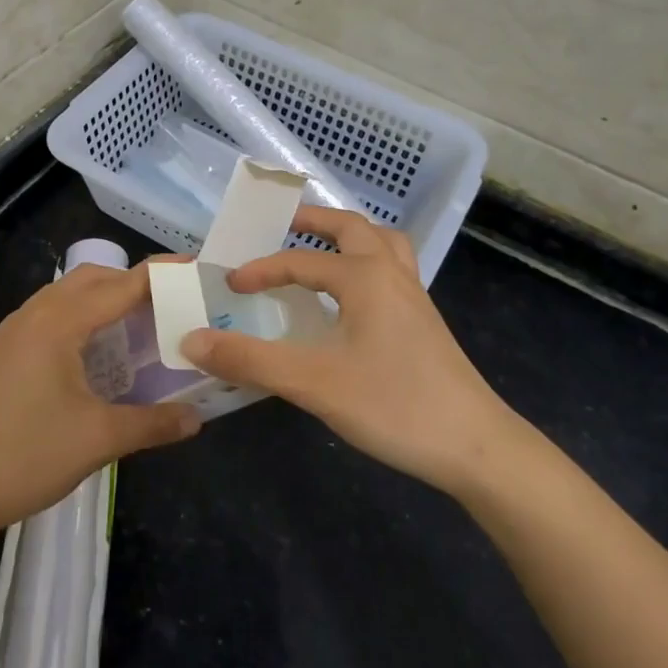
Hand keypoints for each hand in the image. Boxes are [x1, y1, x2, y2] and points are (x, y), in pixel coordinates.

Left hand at [0, 262, 200, 541]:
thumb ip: (153, 423)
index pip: (121, 286)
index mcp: (58, 323)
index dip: (160, 276)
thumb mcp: (98, 439)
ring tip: (139, 326)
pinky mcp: (3, 351)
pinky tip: (97, 353)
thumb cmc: (26, 456)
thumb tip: (196, 418)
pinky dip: (82, 318)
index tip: (196, 270)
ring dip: (105, 300)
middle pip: (92, 279)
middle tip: (171, 304)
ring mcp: (13, 331)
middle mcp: (34, 314)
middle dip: (133, 284)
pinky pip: (51, 315)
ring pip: (67, 295)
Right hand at [180, 206, 521, 499]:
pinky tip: (353, 297)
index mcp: (364, 276)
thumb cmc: (393, 405)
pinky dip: (367, 263)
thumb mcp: (313, 383)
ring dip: (349, 236)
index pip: (299, 260)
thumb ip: (250, 359)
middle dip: (315, 220)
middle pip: (353, 228)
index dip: (260, 270)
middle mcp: (392, 274)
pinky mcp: (424, 321)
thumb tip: (191, 341)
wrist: (476, 447)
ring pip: (382, 244)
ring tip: (320, 247)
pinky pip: (392, 270)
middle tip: (283, 224)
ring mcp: (414, 297)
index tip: (229, 284)